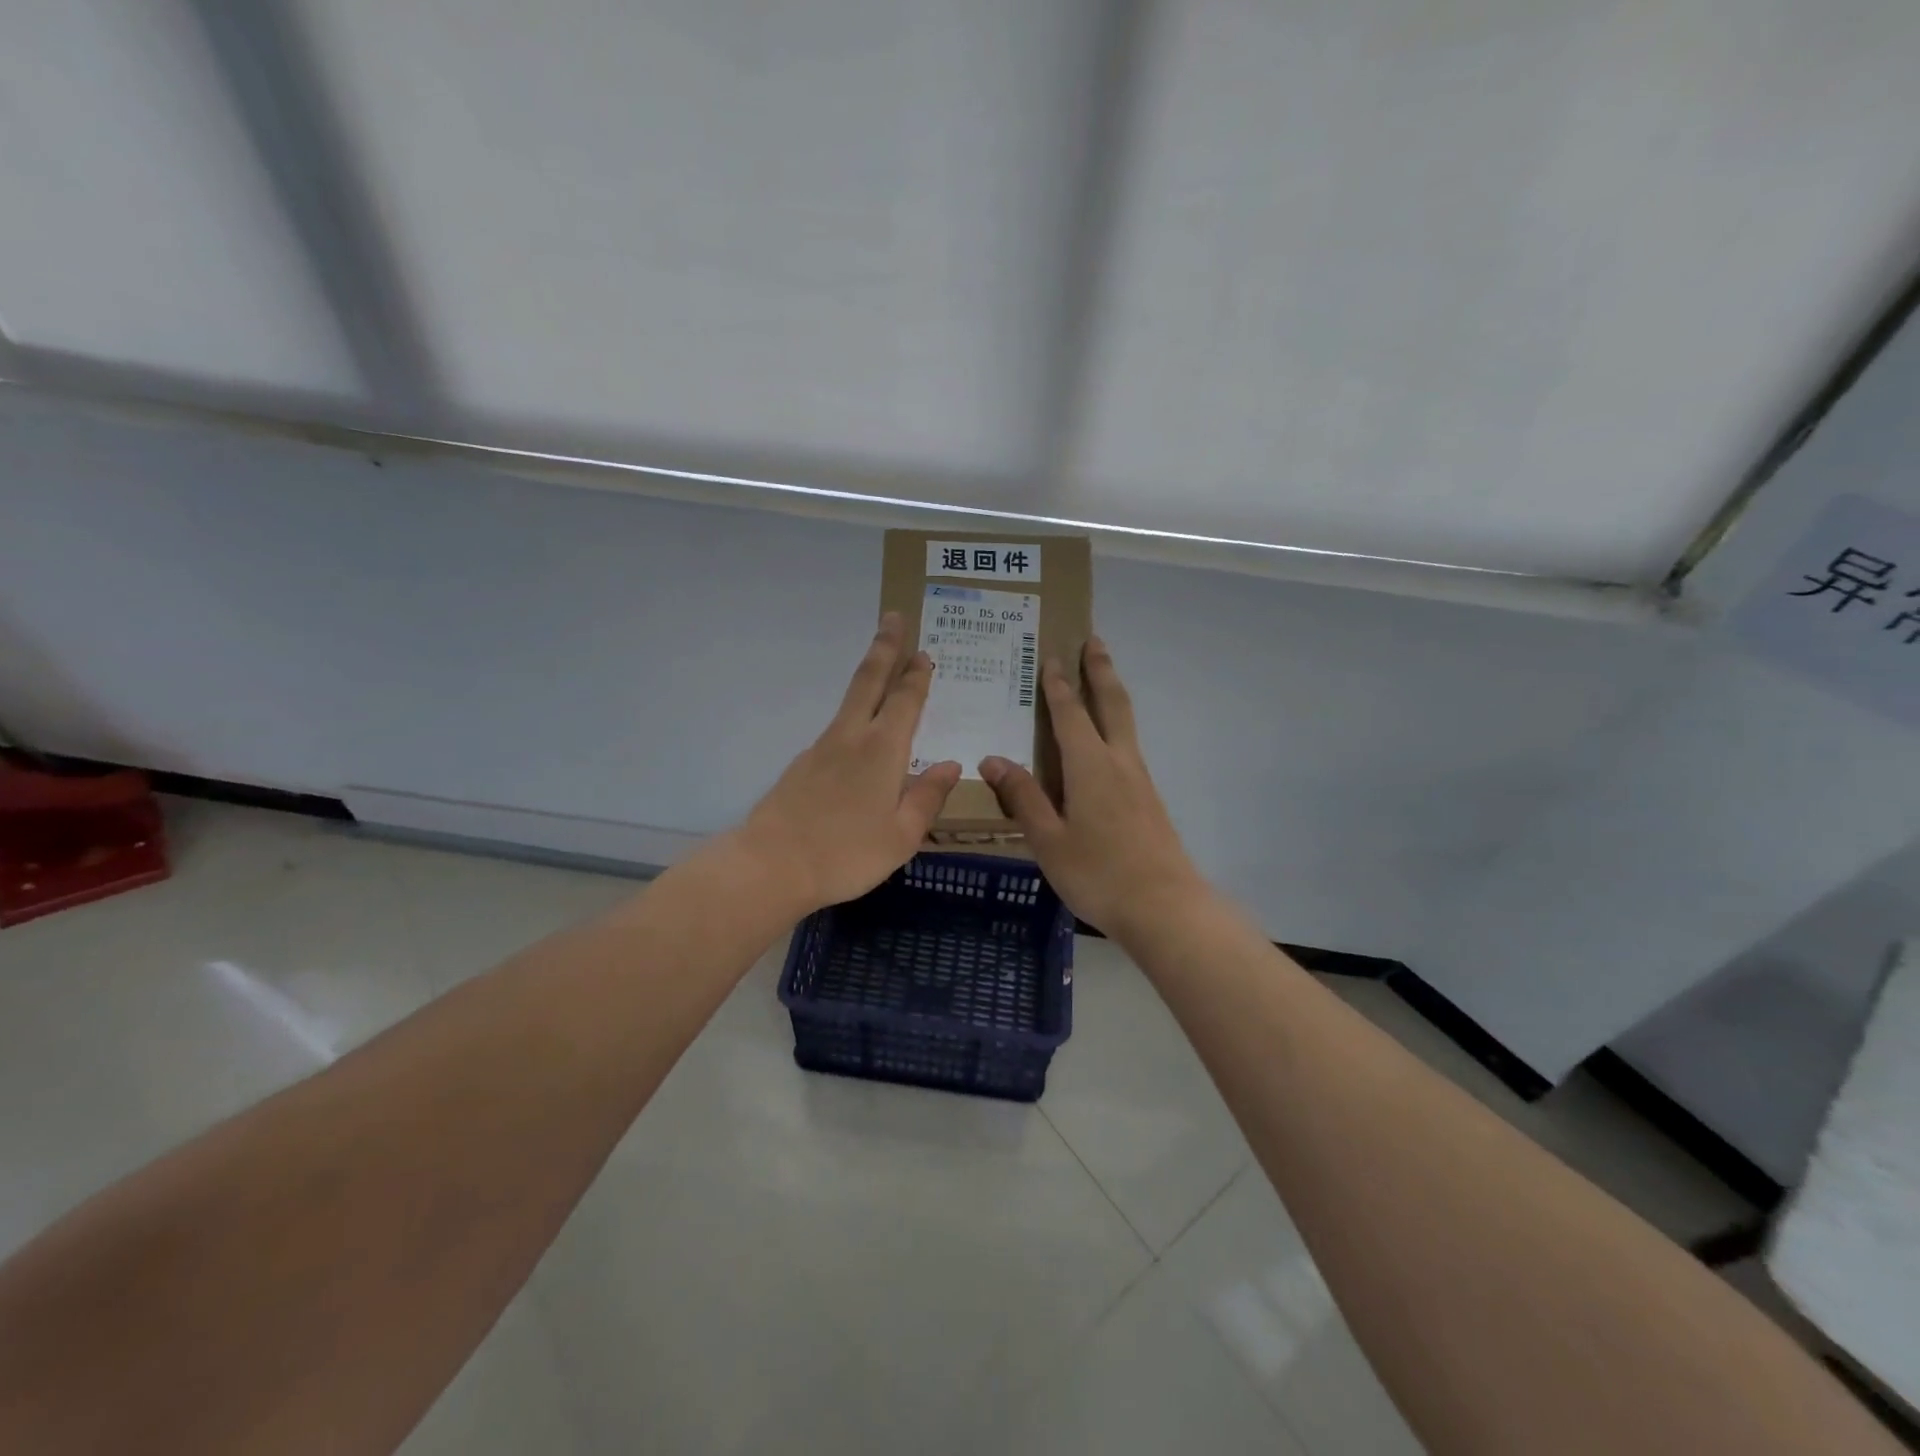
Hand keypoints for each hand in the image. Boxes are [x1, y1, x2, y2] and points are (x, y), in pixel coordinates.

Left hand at [738, 612, 961, 913]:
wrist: (771, 865)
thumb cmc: (846, 853)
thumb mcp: (902, 836)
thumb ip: (927, 797)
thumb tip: (950, 765)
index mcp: (881, 750)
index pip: (904, 701)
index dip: (916, 675)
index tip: (923, 652)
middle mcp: (850, 738)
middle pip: (868, 681)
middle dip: (884, 647)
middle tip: (892, 617)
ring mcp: (821, 749)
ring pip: (849, 702)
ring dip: (868, 678)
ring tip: (882, 671)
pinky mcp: (802, 766)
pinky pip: (837, 731)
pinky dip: (854, 719)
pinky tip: (860, 741)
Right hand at [980, 635, 1203, 937]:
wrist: (1165, 907)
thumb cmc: (1099, 873)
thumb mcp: (1049, 840)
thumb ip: (1022, 797)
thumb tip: (993, 758)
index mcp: (1091, 766)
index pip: (1070, 714)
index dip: (1058, 685)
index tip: (1051, 657)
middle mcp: (1119, 762)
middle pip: (1112, 704)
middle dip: (1100, 670)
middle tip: (1094, 640)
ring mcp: (1139, 780)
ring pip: (1125, 723)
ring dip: (1112, 693)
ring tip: (1102, 677)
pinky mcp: (1149, 799)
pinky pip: (1128, 747)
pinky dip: (1116, 725)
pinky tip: (1107, 743)